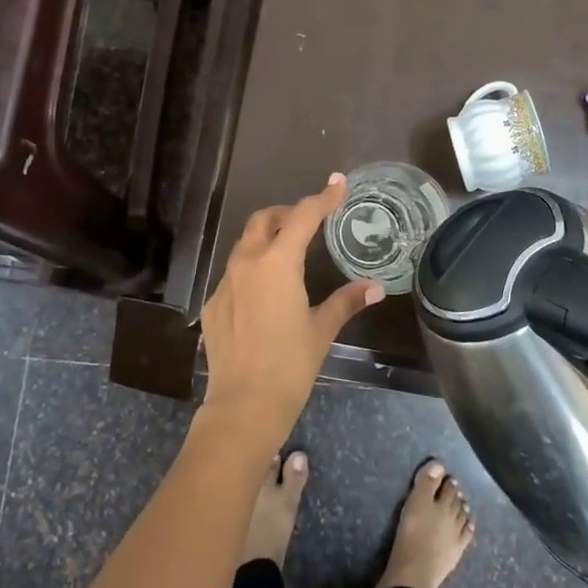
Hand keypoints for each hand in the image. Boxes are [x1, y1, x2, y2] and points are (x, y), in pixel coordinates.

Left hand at [198, 174, 383, 448]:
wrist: (243, 405)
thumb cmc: (290, 364)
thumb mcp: (322, 329)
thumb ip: (346, 301)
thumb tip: (375, 288)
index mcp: (278, 263)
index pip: (304, 216)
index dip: (323, 198)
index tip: (337, 182)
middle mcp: (247, 263)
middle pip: (264, 220)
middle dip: (287, 213)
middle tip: (308, 221)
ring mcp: (225, 282)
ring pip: (245, 244)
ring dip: (267, 238)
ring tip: (288, 253)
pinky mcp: (213, 303)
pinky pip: (233, 273)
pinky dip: (252, 269)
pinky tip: (264, 293)